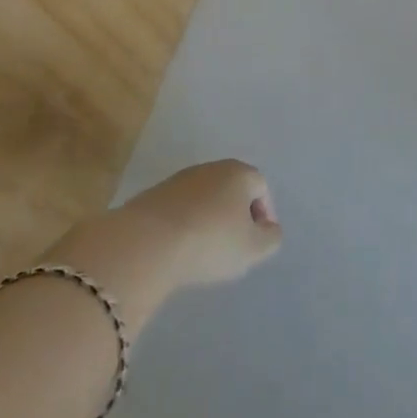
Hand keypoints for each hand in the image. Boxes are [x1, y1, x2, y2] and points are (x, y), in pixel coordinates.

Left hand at [117, 160, 282, 288]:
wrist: (146, 243)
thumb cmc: (210, 242)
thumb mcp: (254, 249)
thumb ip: (271, 238)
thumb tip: (269, 228)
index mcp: (240, 173)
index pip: (261, 187)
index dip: (264, 214)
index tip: (257, 240)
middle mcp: (211, 168)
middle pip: (232, 188)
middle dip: (236, 214)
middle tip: (233, 245)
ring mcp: (179, 179)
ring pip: (204, 197)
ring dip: (209, 218)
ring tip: (204, 249)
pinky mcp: (152, 195)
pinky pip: (179, 208)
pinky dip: (184, 223)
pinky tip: (179, 247)